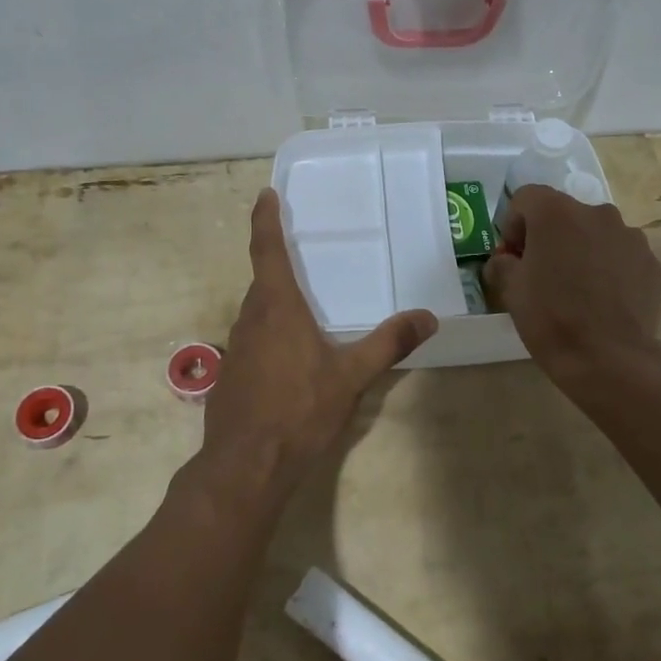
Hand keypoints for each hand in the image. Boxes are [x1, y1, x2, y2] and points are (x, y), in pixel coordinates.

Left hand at [197, 189, 437, 504]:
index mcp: (277, 307)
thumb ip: (389, 343)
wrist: (245, 466)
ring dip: (276, 302)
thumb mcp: (351, 376)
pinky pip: (253, 339)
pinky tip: (291, 358)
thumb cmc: (299, 410)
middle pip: (263, 281)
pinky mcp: (231, 374)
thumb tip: (428, 317)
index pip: (267, 250)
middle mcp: (250, 318)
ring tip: (305, 306)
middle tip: (303, 255)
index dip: (265, 220)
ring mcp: (236, 347)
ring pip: (257, 312)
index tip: (265, 194)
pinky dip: (270, 333)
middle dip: (279, 265)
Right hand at [484, 184, 660, 384]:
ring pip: (594, 233)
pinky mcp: (651, 261)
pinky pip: (620, 254)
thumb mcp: (510, 290)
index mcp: (556, 212)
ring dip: (581, 250)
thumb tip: (506, 261)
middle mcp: (596, 212)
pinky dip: (608, 268)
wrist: (610, 359)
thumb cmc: (551, 318)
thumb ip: (502, 264)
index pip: (526, 198)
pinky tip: (603, 300)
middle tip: (543, 275)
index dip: (514, 225)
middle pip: (563, 213)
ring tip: (577, 290)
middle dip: (549, 237)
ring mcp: (629, 235)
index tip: (514, 258)